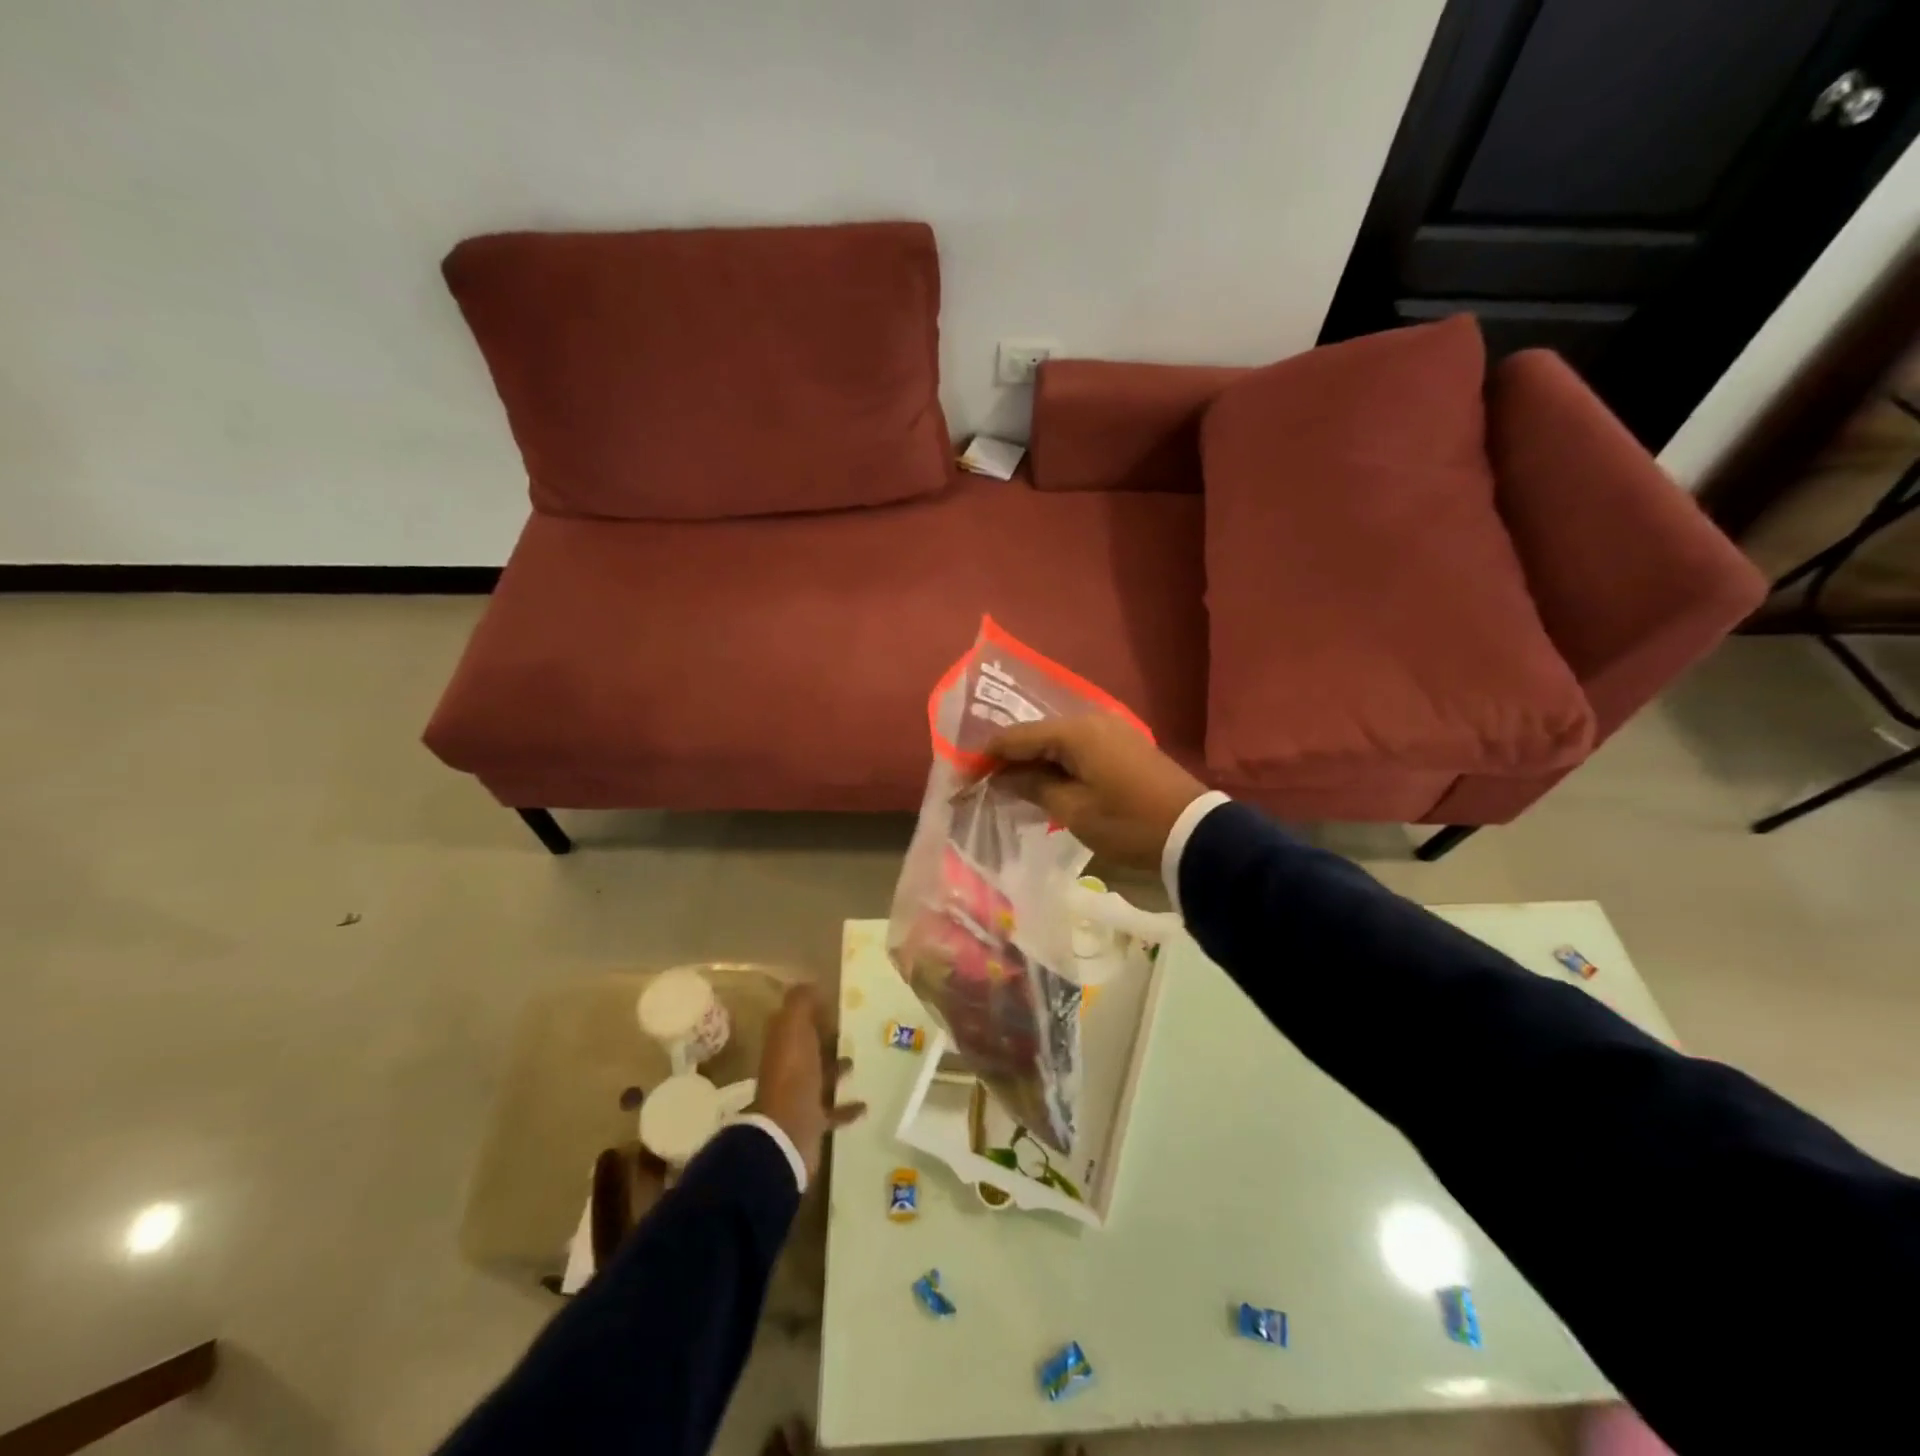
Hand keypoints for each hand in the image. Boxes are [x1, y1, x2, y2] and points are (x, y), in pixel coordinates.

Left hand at [753, 985, 865, 1179]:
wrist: (788, 1131)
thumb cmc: (793, 1073)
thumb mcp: (794, 1027)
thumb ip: (801, 1002)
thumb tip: (810, 983)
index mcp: (783, 1043)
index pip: (797, 1020)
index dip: (815, 1010)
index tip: (842, 1002)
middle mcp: (789, 1067)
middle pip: (810, 1047)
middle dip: (829, 1038)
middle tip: (859, 1029)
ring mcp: (800, 1096)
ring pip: (821, 1076)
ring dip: (838, 1068)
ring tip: (862, 1059)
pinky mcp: (813, 1121)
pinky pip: (832, 1110)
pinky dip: (847, 1107)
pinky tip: (865, 1102)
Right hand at [981, 715, 1207, 869]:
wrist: (1193, 833)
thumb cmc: (1127, 823)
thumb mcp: (1073, 810)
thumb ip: (1033, 787)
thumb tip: (1003, 776)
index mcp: (1075, 731)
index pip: (1017, 736)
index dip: (987, 756)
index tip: (964, 776)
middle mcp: (1091, 719)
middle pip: (1037, 734)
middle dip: (1009, 757)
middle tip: (984, 782)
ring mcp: (1111, 729)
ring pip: (1057, 740)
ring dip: (1033, 761)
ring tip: (1009, 785)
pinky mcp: (1123, 744)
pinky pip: (1078, 747)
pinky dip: (1057, 762)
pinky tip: (1044, 781)